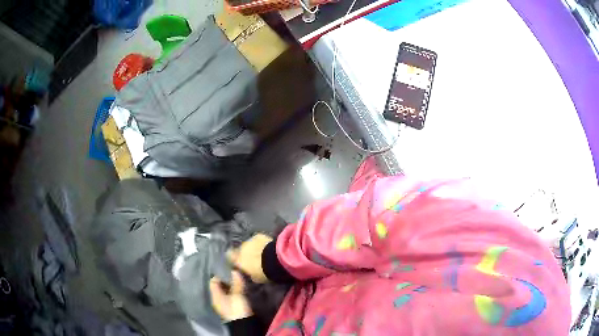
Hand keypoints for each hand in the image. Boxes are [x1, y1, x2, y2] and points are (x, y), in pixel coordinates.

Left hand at [209, 271, 252, 321]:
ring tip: (238, 279)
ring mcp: (224, 303)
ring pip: (225, 291)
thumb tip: (234, 270)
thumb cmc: (236, 308)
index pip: (213, 281)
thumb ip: (236, 283)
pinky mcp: (231, 306)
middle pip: (219, 286)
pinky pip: (230, 295)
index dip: (219, 275)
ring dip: (230, 285)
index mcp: (215, 295)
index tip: (227, 269)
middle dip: (225, 279)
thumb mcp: (237, 295)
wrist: (243, 323)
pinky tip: (240, 288)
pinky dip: (233, 290)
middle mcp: (217, 299)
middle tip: (233, 272)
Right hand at [227, 234, 272, 283]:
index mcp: (238, 260)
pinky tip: (266, 247)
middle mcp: (241, 249)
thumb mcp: (255, 278)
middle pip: (240, 250)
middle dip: (245, 253)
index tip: (238, 262)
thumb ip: (249, 274)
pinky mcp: (258, 236)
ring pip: (249, 244)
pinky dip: (260, 243)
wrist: (275, 260)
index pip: (230, 257)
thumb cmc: (263, 272)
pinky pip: (257, 240)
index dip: (234, 259)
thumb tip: (249, 273)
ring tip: (260, 253)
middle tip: (252, 259)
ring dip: (252, 248)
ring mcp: (249, 241)